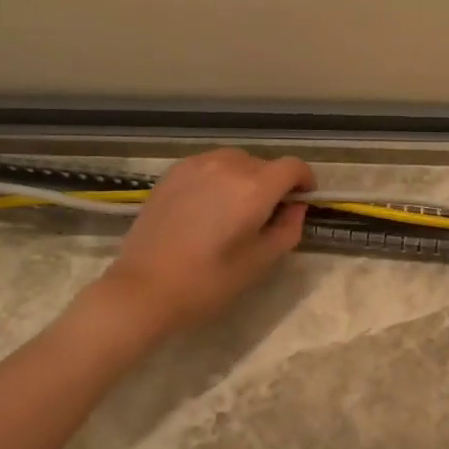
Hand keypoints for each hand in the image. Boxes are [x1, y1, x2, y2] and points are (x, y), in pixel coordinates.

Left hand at [91, 148, 314, 340]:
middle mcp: (228, 167)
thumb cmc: (209, 281)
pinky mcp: (172, 173)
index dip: (305, 180)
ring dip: (246, 177)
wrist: (144, 288)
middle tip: (267, 214)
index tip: (303, 200)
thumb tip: (296, 208)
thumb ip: (288, 229)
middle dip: (274, 183)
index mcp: (254, 188)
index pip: (293, 166)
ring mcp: (196, 166)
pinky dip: (219, 177)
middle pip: (264, 163)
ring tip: (236, 208)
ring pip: (236, 161)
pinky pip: (209, 165)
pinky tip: (209, 205)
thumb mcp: (261, 262)